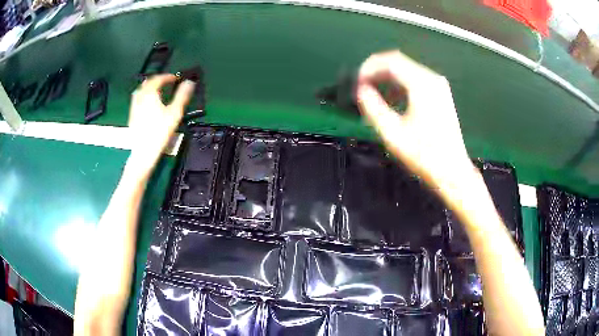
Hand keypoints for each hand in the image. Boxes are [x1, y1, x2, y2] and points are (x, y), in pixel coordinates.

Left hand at [127, 74, 194, 172]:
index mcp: (150, 94)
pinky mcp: (132, 116)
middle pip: (147, 83)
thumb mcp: (174, 113)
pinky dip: (144, 96)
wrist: (144, 151)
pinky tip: (148, 104)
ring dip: (149, 87)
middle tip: (167, 82)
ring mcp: (134, 107)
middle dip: (157, 80)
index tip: (175, 78)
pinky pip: (137, 100)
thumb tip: (189, 82)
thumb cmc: (160, 131)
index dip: (167, 77)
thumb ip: (182, 96)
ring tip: (157, 91)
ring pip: (140, 91)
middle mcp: (140, 97)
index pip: (158, 79)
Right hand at [356, 50, 477, 197]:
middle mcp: (432, 78)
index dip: (369, 68)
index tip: (356, 83)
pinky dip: (399, 85)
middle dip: (376, 71)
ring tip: (373, 93)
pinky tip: (392, 100)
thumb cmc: (424, 155)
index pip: (390, 61)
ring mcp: (439, 86)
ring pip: (406, 70)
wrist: (453, 172)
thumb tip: (360, 90)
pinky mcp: (440, 94)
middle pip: (398, 62)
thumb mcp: (393, 133)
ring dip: (387, 78)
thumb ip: (373, 107)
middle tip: (361, 87)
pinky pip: (415, 80)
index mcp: (422, 84)